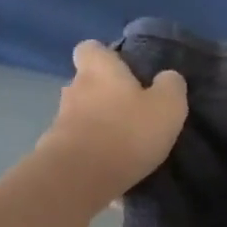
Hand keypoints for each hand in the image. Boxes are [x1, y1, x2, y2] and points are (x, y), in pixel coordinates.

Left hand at [39, 40, 187, 199]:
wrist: (80, 178)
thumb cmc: (127, 131)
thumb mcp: (167, 106)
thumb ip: (171, 86)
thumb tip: (167, 77)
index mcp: (99, 69)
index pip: (90, 48)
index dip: (105, 56)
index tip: (125, 71)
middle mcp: (74, 89)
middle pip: (86, 83)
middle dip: (106, 95)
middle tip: (132, 112)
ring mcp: (60, 121)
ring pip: (82, 115)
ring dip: (99, 126)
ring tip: (124, 145)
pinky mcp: (55, 151)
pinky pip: (78, 145)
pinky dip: (93, 153)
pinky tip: (112, 169)